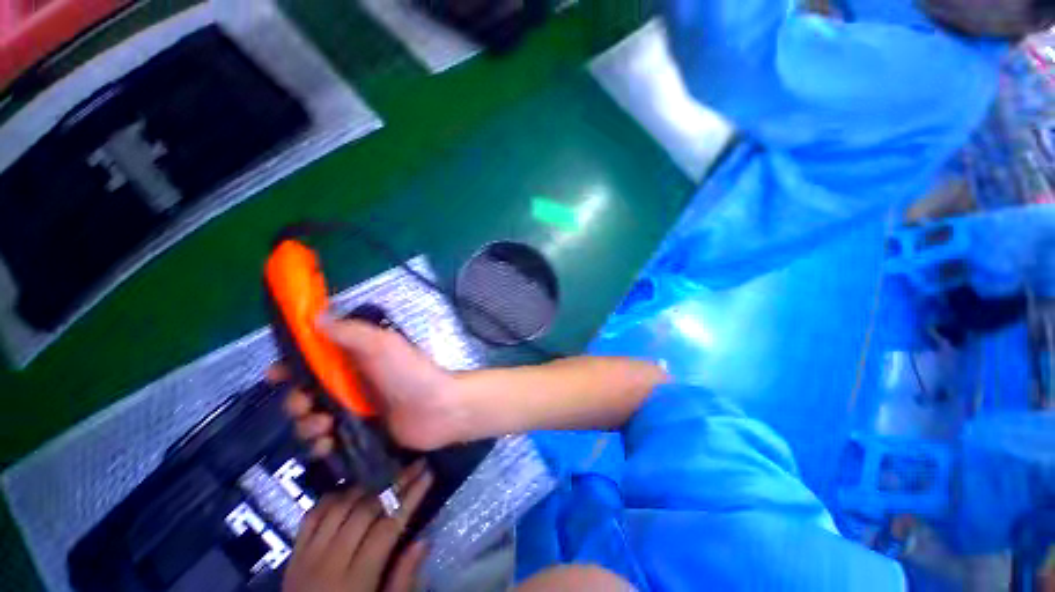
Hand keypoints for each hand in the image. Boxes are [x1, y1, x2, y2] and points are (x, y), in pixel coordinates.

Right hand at [270, 319, 465, 453]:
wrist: (439, 410)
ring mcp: (354, 410)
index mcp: (355, 358)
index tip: (275, 375)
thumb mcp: (382, 345)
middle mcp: (351, 383)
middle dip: (296, 402)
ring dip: (307, 425)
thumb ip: (349, 332)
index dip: (290, 365)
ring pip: (311, 419)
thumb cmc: (411, 373)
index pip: (313, 358)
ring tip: (325, 428)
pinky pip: (326, 441)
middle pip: (305, 392)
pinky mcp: (358, 434)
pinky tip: (330, 445)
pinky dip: (321, 445)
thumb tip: (314, 315)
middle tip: (306, 406)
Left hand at [283, 460, 433, 591]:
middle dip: (394, 484)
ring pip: (339, 507)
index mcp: (355, 581)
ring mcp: (307, 556)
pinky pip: (312, 516)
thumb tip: (424, 540)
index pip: (387, 527)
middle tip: (414, 467)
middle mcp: (329, 562)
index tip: (428, 474)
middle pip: (364, 511)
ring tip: (386, 477)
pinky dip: (332, 498)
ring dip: (365, 488)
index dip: (410, 498)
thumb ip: (403, 580)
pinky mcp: (293, 555)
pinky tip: (349, 492)